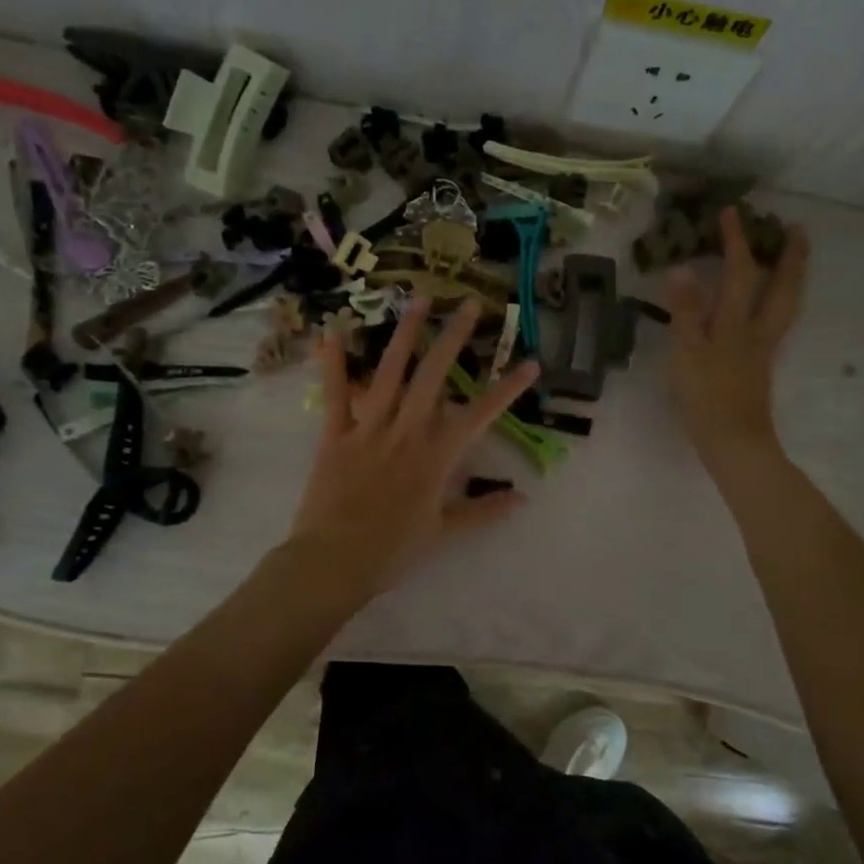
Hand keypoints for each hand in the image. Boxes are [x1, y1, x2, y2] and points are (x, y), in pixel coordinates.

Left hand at [287, 298, 539, 601]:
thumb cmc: (392, 551)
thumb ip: (483, 511)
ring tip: (418, 301)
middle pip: (434, 376)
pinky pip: (336, 394)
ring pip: (390, 373)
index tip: (530, 362)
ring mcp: (368, 429)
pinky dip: (334, 363)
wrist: (333, 562)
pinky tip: (334, 331)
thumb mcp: (444, 533)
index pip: (480, 414)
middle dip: (454, 338)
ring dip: (405, 334)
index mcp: (435, 456)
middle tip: (468, 304)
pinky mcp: (335, 435)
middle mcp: (406, 432)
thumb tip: (521, 499)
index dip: (507, 388)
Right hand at [665, 207, 808, 469]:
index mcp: (736, 324)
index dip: (735, 242)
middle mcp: (757, 331)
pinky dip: (780, 302)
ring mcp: (763, 349)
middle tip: (795, 229)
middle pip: (781, 287)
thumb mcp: (687, 352)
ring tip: (792, 259)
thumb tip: (681, 267)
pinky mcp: (760, 365)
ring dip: (791, 277)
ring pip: (785, 305)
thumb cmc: (706, 398)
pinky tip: (770, 305)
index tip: (732, 211)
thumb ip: (685, 311)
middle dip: (789, 256)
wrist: (733, 442)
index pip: (739, 273)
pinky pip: (777, 321)